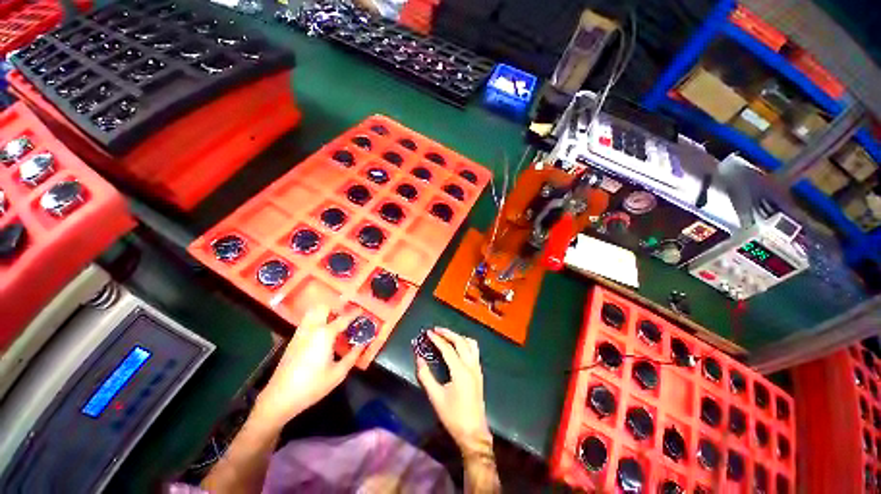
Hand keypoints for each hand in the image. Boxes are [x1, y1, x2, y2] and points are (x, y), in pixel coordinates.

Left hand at [252, 305, 362, 427]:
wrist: (280, 398)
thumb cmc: (312, 385)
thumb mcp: (338, 373)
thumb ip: (353, 356)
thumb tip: (363, 344)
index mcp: (325, 334)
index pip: (344, 318)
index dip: (355, 313)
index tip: (363, 311)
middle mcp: (312, 328)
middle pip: (323, 307)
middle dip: (336, 308)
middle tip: (346, 316)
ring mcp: (300, 333)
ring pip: (312, 312)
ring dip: (325, 312)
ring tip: (334, 322)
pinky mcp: (293, 340)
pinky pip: (306, 321)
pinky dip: (316, 319)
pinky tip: (321, 332)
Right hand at [416, 328, 491, 456]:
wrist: (473, 433)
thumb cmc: (453, 416)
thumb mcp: (435, 397)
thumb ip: (426, 376)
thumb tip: (419, 358)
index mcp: (460, 371)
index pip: (448, 348)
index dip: (437, 339)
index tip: (428, 332)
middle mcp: (471, 365)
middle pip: (460, 341)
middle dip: (448, 333)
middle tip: (436, 330)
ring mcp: (477, 369)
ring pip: (471, 344)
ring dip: (458, 337)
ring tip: (447, 336)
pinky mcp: (479, 373)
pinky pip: (474, 351)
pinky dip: (465, 343)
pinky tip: (458, 348)